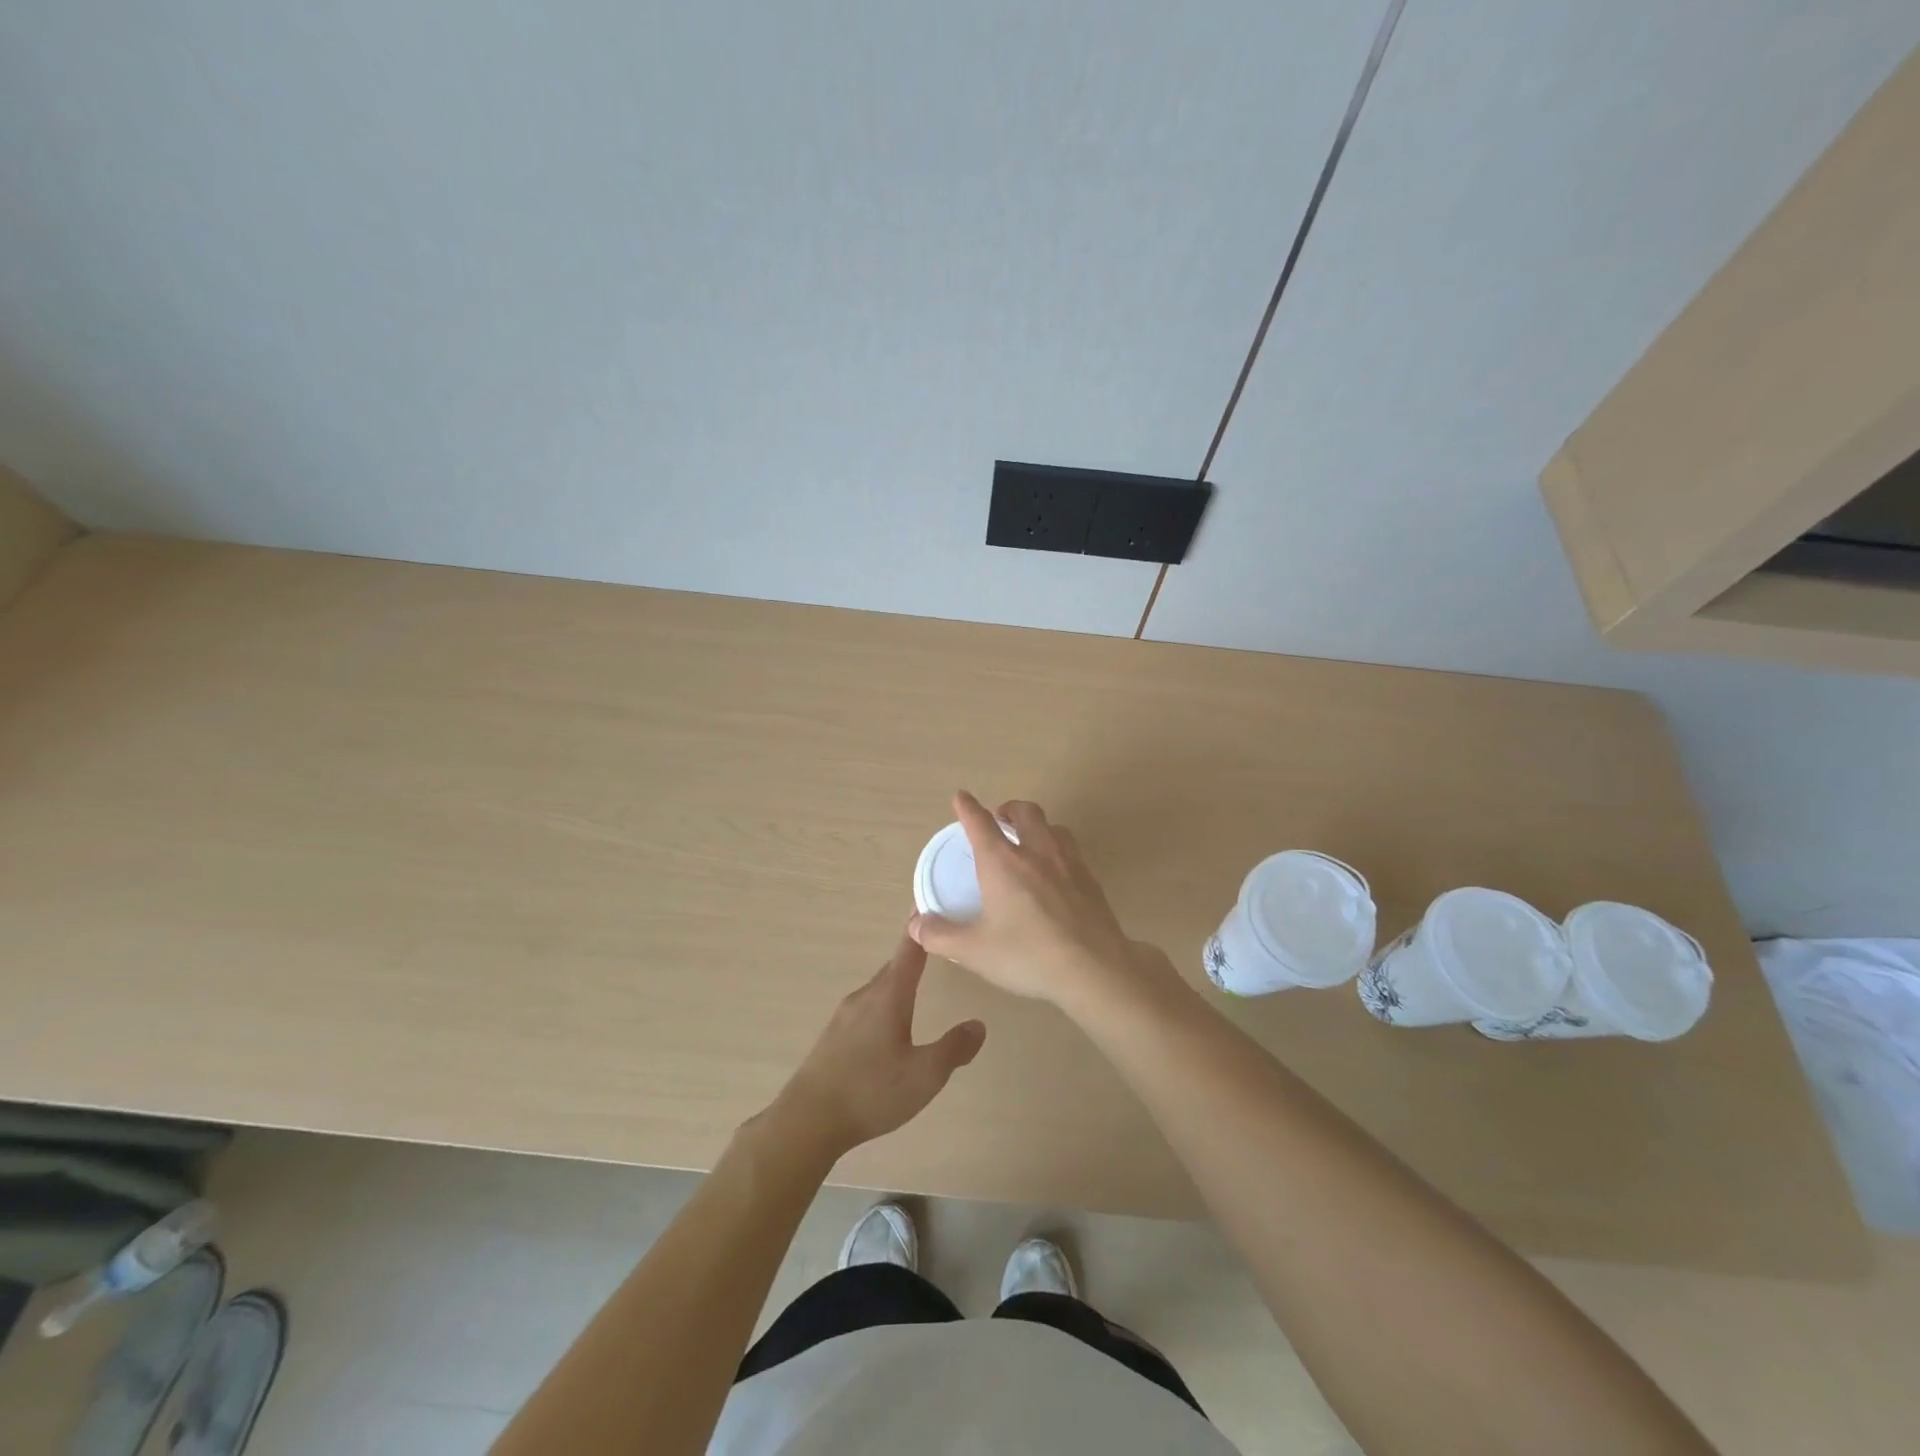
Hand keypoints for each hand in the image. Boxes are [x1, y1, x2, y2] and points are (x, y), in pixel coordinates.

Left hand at [765, 932, 986, 1162]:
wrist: (807, 1120)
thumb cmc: (871, 1092)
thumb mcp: (925, 1075)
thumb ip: (954, 1049)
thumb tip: (979, 1024)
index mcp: (888, 996)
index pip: (909, 951)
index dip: (919, 929)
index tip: (928, 903)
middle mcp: (865, 997)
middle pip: (892, 968)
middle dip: (913, 956)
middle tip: (934, 945)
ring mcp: (844, 1016)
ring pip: (878, 989)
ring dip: (897, 982)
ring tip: (916, 983)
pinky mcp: (832, 1037)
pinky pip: (865, 1008)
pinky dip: (882, 1003)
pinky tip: (889, 1025)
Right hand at [909, 791, 1174, 1013]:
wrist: (1093, 968)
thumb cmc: (1027, 955)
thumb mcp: (974, 951)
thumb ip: (941, 936)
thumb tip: (916, 925)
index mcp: (1002, 863)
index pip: (980, 823)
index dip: (967, 808)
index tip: (961, 797)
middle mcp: (1036, 852)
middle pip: (1023, 812)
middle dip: (1008, 808)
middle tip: (999, 819)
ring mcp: (1068, 863)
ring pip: (1053, 826)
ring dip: (1037, 825)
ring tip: (1029, 841)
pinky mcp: (1091, 879)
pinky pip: (1071, 850)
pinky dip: (1058, 849)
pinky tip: (1056, 872)